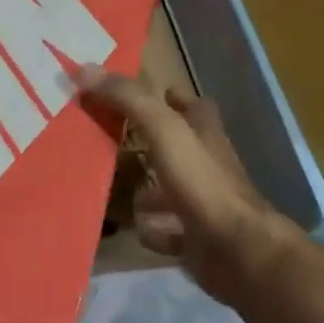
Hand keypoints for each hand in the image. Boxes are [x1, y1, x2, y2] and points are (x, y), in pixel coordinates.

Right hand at [79, 66, 302, 307]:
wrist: (239, 253)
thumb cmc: (203, 183)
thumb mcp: (163, 130)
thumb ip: (128, 99)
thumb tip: (84, 69)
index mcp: (206, 136)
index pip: (197, 108)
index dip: (178, 99)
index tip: (155, 94)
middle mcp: (209, 167)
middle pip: (181, 149)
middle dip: (154, 146)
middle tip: (117, 142)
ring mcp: (205, 205)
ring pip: (173, 192)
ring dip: (150, 191)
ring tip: (117, 188)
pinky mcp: (198, 239)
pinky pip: (171, 231)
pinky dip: (154, 230)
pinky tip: (136, 229)